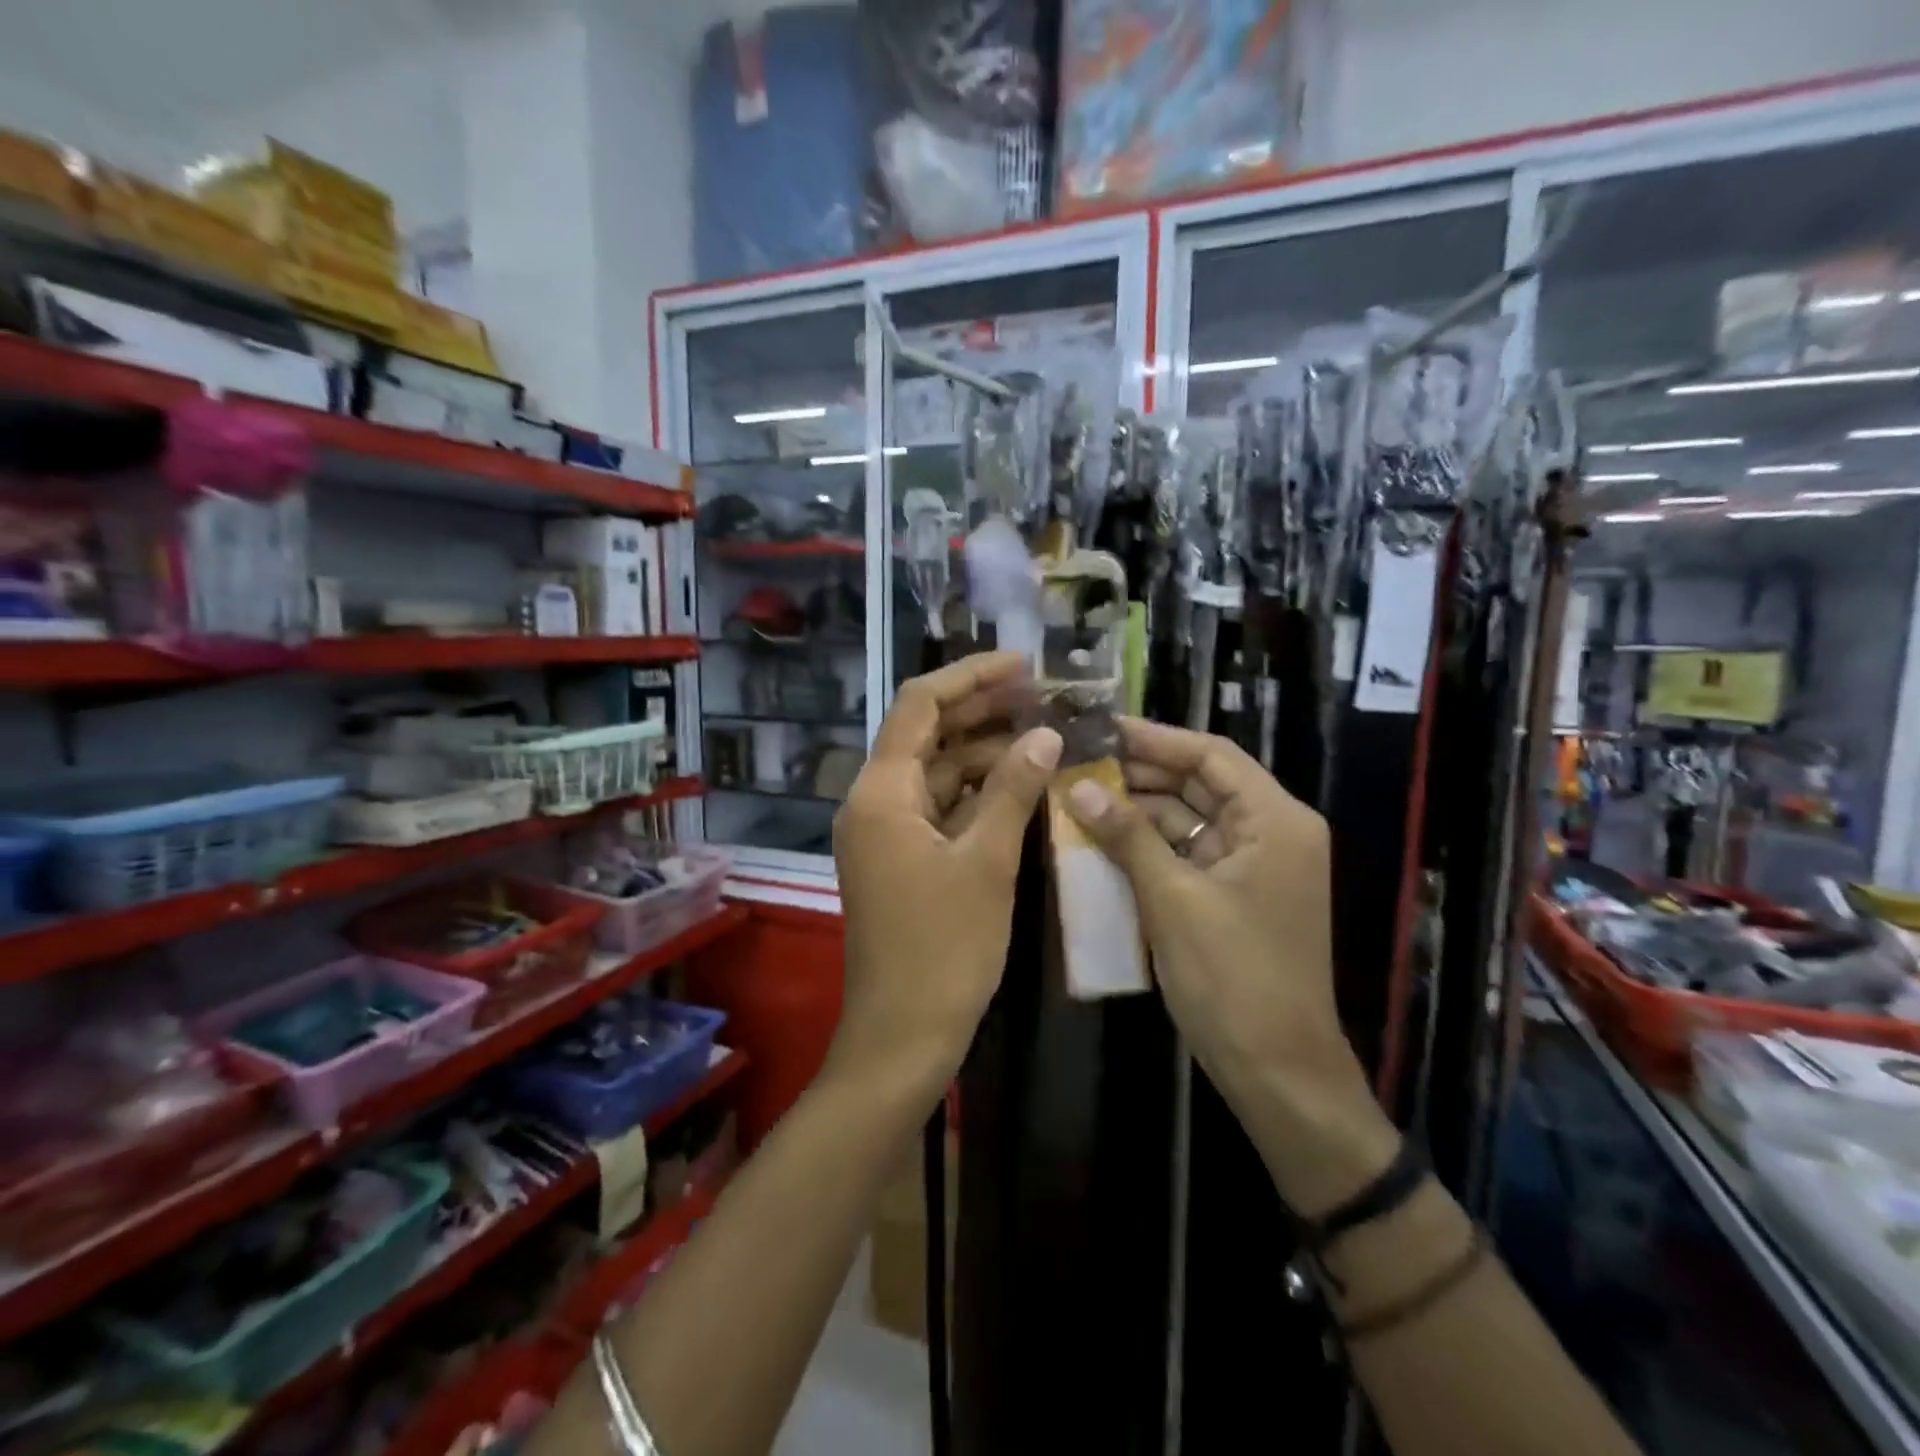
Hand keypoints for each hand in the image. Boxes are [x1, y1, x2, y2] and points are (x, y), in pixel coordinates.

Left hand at [830, 653, 1061, 1101]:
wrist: (903, 1036)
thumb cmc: (944, 949)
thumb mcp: (987, 863)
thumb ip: (1013, 790)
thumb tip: (1044, 733)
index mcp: (881, 792)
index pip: (920, 705)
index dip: (970, 677)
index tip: (1022, 663)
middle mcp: (873, 802)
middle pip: (926, 734)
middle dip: (981, 710)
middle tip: (1041, 694)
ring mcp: (885, 832)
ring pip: (935, 772)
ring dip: (983, 752)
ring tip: (1041, 731)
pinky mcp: (901, 858)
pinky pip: (939, 807)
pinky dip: (976, 792)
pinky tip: (1019, 783)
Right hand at [1062, 718, 1397, 1214]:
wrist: (1277, 1073)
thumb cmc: (1233, 978)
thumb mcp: (1173, 900)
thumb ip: (1128, 836)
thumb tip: (1078, 787)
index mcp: (1276, 821)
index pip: (1211, 756)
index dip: (1155, 738)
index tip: (1100, 728)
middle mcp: (1270, 832)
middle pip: (1199, 784)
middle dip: (1139, 774)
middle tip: (1077, 761)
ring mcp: (1251, 866)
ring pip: (1188, 820)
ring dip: (1137, 811)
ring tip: (1077, 795)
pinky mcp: (1231, 895)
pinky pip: (1185, 854)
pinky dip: (1147, 846)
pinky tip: (1101, 838)